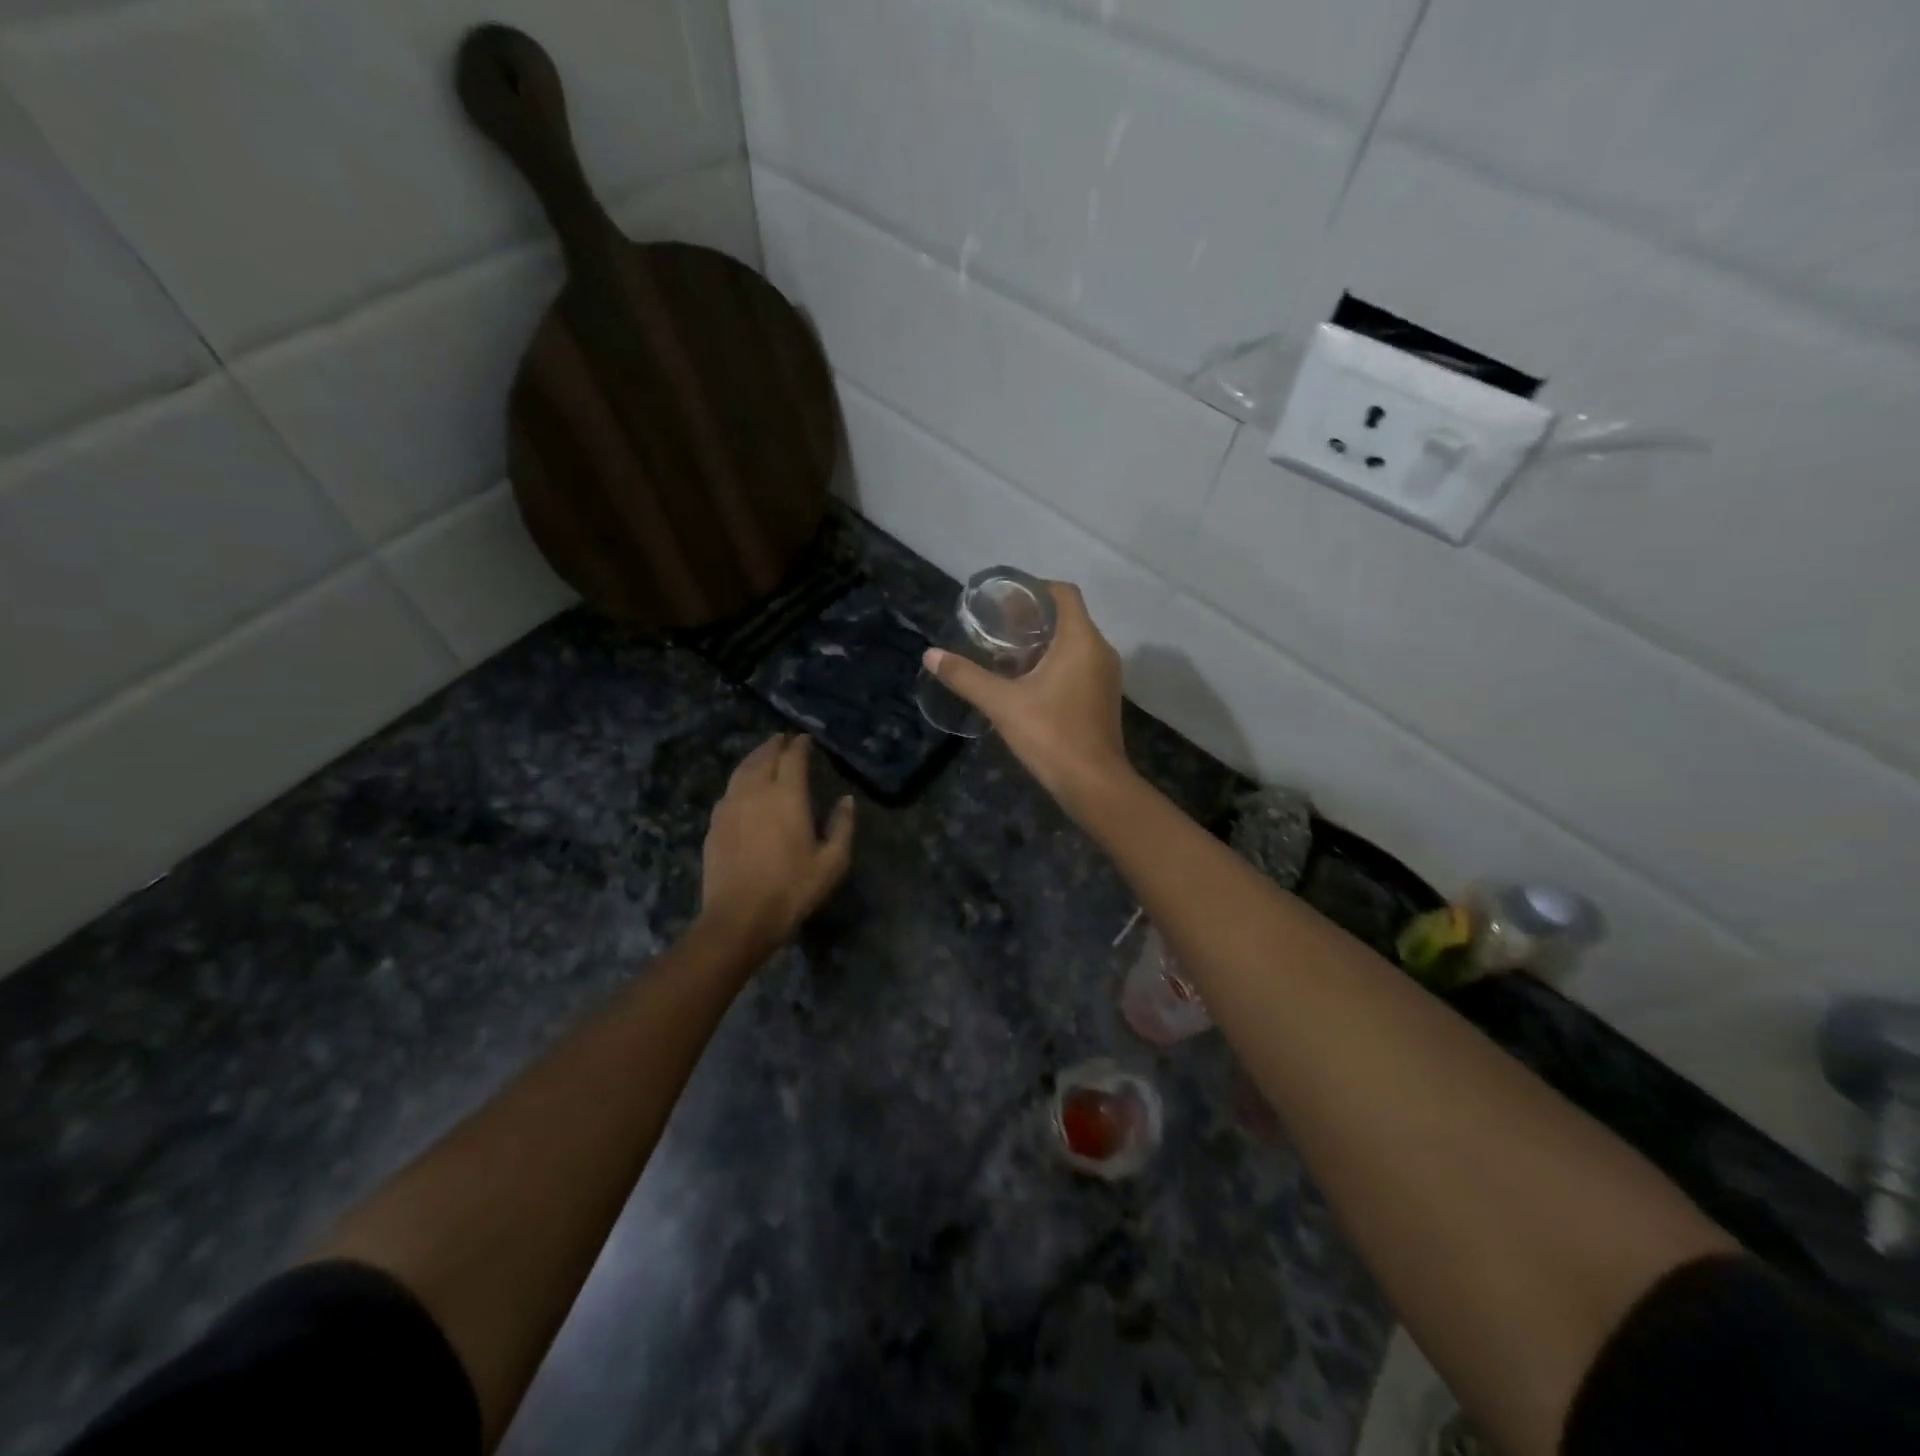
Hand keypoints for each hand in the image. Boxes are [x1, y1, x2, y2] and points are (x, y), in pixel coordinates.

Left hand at [700, 734, 854, 959]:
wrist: (739, 917)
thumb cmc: (792, 889)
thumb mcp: (832, 862)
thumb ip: (842, 826)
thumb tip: (847, 799)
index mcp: (787, 796)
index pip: (793, 758)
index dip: (800, 745)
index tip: (805, 739)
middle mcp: (756, 792)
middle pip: (763, 757)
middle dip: (774, 745)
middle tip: (783, 738)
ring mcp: (730, 806)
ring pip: (742, 770)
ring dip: (754, 757)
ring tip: (763, 753)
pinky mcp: (714, 824)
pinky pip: (728, 790)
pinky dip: (739, 779)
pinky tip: (742, 786)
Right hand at [922, 581, 1135, 809]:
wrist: (1093, 784)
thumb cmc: (1051, 735)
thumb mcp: (1002, 703)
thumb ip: (966, 677)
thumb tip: (930, 655)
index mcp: (1081, 640)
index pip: (1063, 593)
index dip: (1034, 588)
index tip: (1004, 601)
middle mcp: (1100, 650)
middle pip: (1067, 617)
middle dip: (1032, 617)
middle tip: (996, 627)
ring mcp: (1106, 675)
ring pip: (1074, 642)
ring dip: (1043, 642)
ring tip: (1006, 653)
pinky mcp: (1103, 697)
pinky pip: (1080, 664)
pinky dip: (1056, 662)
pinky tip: (1028, 681)